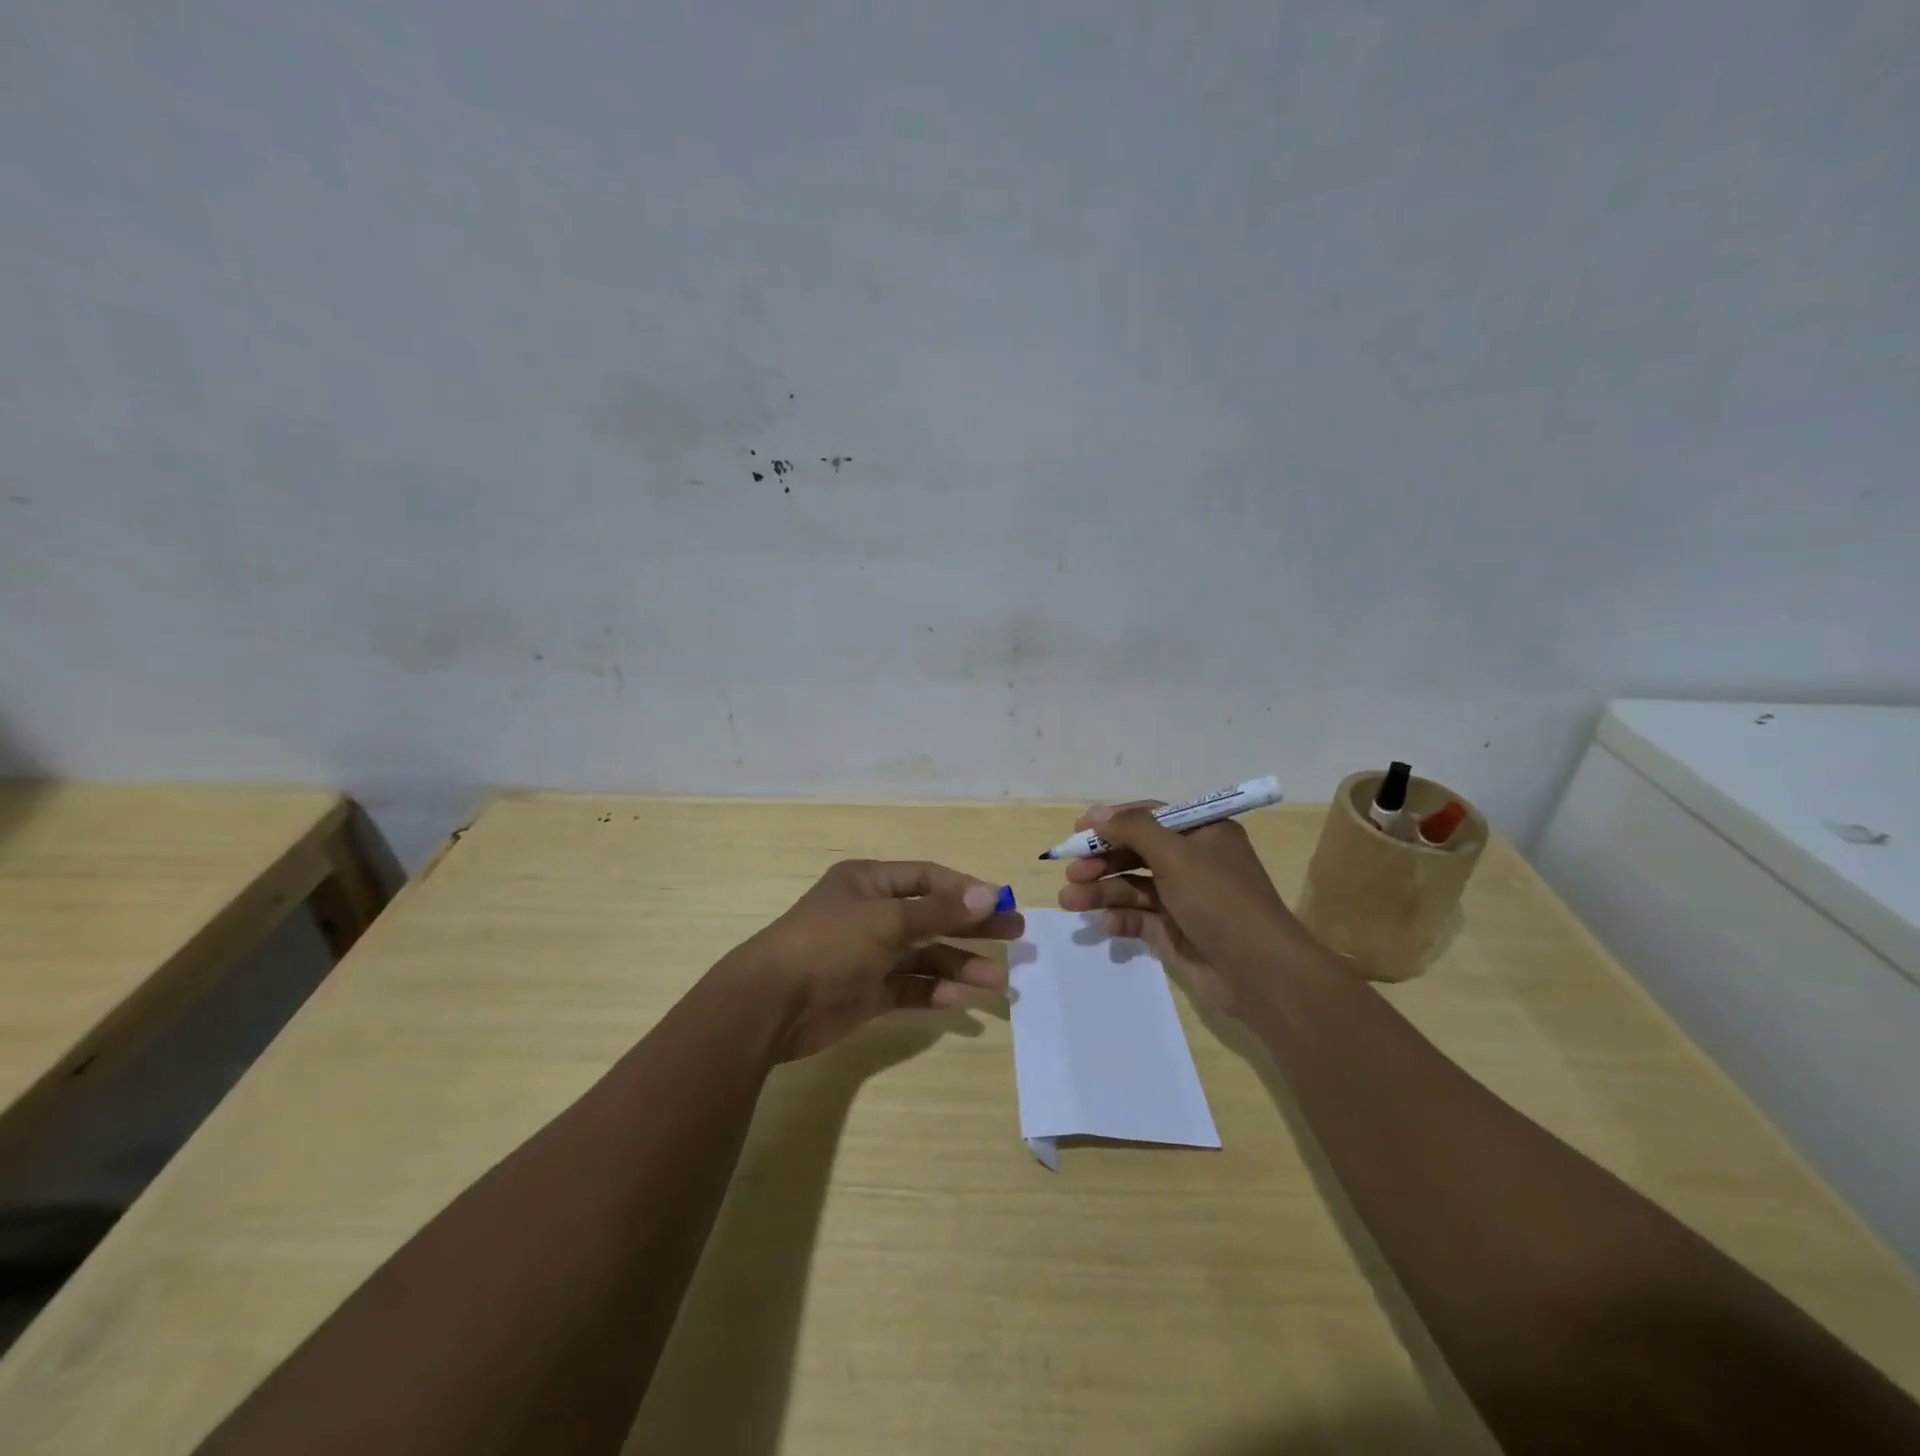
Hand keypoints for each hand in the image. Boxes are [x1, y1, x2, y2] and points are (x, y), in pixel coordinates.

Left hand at [728, 859, 1023, 1060]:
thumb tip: (990, 894)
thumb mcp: (886, 920)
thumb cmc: (829, 944)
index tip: (1001, 905)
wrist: (771, 1004)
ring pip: (924, 956)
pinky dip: (932, 993)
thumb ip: (939, 910)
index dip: (965, 890)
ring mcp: (869, 954)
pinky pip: (908, 988)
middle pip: (932, 916)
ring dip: (959, 966)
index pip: (927, 878)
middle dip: (972, 927)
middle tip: (1015, 937)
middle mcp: (871, 914)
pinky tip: (957, 1000)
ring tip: (997, 982)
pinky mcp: (866, 992)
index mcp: (869, 882)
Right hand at [1055, 801, 1313, 1016]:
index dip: (1113, 821)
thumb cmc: (1219, 900)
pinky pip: (1138, 918)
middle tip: (1071, 871)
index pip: (1150, 817)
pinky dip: (1119, 918)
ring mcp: (1182, 898)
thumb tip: (1098, 814)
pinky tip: (1104, 923)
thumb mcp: (1176, 855)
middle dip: (1101, 860)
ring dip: (1100, 890)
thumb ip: (1134, 829)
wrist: (1259, 972)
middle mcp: (1192, 862)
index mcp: (1202, 834)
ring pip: (1131, 886)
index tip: (1078, 831)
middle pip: (1135, 852)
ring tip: (1070, 900)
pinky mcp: (1173, 932)